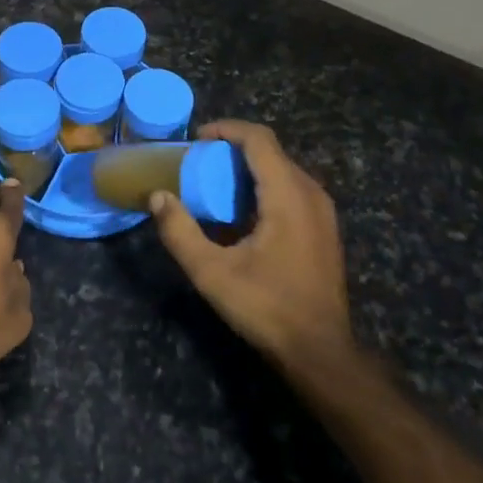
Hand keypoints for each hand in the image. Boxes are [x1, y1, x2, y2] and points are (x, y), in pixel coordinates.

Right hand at [151, 121, 353, 366]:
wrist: (320, 352)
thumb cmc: (267, 308)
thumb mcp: (212, 273)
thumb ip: (180, 232)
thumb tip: (158, 196)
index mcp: (288, 195)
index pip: (259, 139)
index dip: (226, 130)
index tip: (196, 139)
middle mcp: (311, 194)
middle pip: (270, 152)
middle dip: (232, 150)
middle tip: (198, 164)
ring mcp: (323, 212)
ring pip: (282, 170)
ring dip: (247, 170)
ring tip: (214, 185)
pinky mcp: (324, 229)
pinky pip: (291, 190)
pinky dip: (263, 188)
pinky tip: (241, 215)